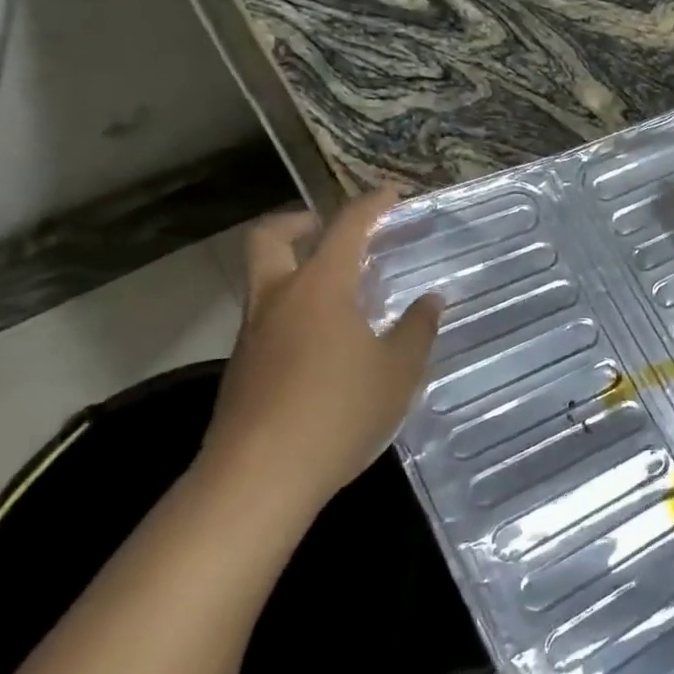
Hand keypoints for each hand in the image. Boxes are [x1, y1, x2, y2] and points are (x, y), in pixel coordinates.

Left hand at [200, 187, 442, 513]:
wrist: (258, 479)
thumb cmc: (338, 412)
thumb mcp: (398, 370)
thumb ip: (417, 329)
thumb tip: (431, 300)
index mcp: (320, 287)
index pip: (345, 227)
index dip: (370, 205)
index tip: (391, 194)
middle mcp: (278, 299)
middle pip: (270, 237)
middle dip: (300, 222)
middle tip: (332, 230)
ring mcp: (253, 334)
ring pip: (265, 279)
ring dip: (295, 268)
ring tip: (341, 292)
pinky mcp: (242, 368)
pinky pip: (267, 318)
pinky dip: (292, 309)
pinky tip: (325, 342)